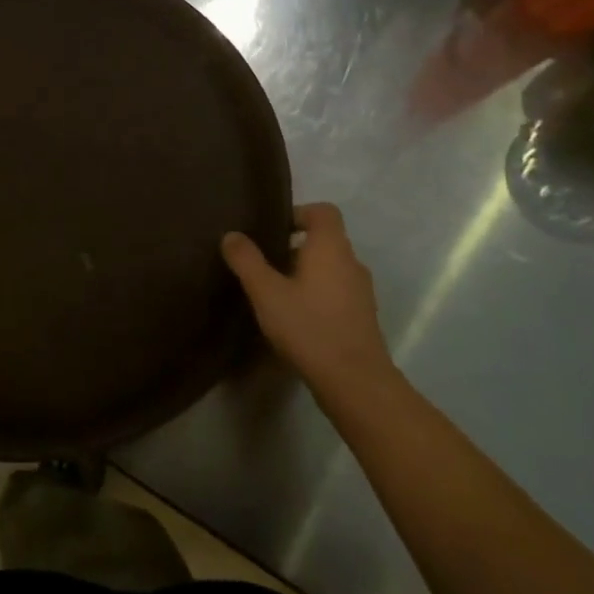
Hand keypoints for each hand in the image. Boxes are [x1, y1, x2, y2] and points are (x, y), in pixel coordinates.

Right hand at [222, 203, 392, 401]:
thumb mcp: (266, 292)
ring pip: (329, 268)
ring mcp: (361, 291)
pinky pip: (336, 291)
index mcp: (331, 248)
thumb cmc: (308, 326)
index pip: (323, 211)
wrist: (355, 382)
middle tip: (263, 264)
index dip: (298, 213)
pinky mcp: (362, 316)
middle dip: (293, 247)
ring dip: (304, 273)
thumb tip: (232, 235)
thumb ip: (246, 260)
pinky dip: (316, 294)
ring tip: (275, 292)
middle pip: (324, 240)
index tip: (272, 231)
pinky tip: (295, 318)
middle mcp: (351, 262)